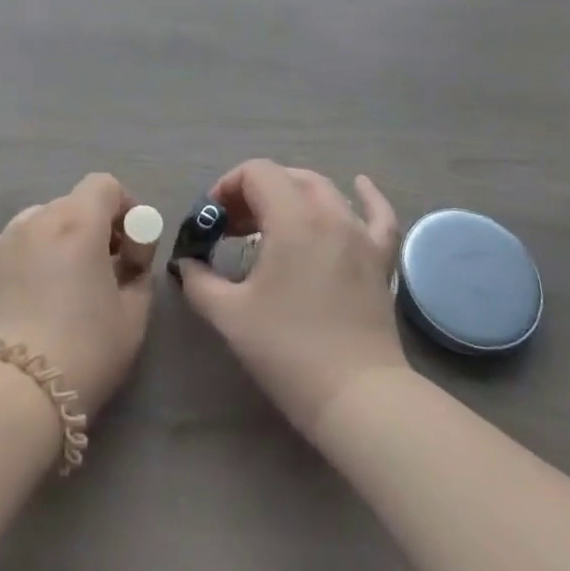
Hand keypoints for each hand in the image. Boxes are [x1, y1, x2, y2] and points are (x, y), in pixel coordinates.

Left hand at [0, 173, 155, 413]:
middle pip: (72, 204)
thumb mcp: (133, 314)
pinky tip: (35, 299)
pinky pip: (16, 247)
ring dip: (60, 240)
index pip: (104, 185)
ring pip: (41, 224)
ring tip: (66, 284)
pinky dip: (32, 258)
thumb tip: (129, 260)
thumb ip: (138, 273)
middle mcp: (36, 219)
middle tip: (106, 269)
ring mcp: (3, 241)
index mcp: (77, 221)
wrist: (12, 391)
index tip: (133, 245)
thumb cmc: (84, 349)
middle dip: (95, 227)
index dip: (125, 207)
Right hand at [176, 160, 406, 435]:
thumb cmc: (288, 350)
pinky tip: (359, 185)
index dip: (227, 187)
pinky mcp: (380, 260)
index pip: (256, 173)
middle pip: (287, 177)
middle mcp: (330, 215)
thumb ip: (199, 280)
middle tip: (233, 227)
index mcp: (292, 219)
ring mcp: (360, 235)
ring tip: (271, 223)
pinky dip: (366, 196)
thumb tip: (188, 263)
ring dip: (292, 195)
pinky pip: (379, 215)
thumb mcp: (229, 315)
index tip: (213, 221)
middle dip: (254, 192)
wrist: (357, 397)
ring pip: (324, 191)